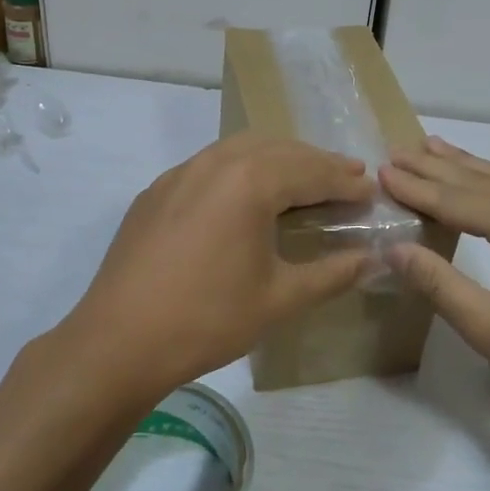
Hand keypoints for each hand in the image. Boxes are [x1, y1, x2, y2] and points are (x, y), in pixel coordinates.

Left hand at [57, 135, 374, 398]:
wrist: (118, 341)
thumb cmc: (207, 319)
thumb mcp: (279, 299)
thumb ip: (331, 274)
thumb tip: (371, 260)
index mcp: (249, 182)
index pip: (311, 171)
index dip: (345, 181)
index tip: (371, 189)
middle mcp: (215, 163)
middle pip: (278, 150)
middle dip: (316, 162)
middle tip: (347, 176)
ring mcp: (180, 173)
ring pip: (240, 149)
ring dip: (278, 159)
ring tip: (303, 179)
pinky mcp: (156, 191)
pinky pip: (209, 165)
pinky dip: (240, 169)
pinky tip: (245, 194)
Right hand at [380, 137, 489, 441]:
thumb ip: (440, 284)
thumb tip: (394, 249)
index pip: (459, 199)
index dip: (418, 188)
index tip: (382, 171)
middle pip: (483, 181)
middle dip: (438, 167)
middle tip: (399, 150)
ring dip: (468, 167)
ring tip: (433, 146)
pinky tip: (488, 183)